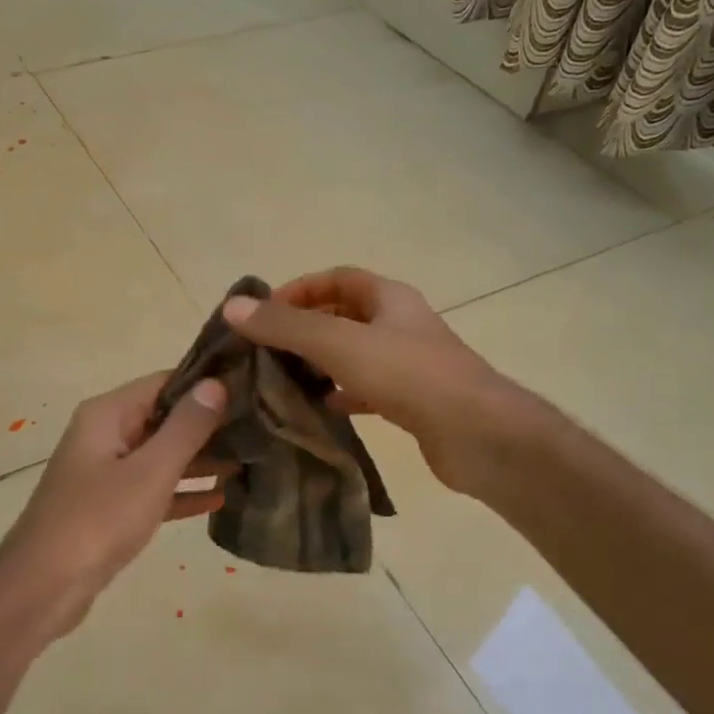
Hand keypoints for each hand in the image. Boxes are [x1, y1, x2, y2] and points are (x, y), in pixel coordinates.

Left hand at [0, 372, 228, 637]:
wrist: (43, 587)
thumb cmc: (98, 520)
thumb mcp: (150, 471)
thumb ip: (185, 427)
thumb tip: (216, 383)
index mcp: (107, 415)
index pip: (163, 382)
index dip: (205, 383)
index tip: (250, 386)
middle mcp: (105, 435)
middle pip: (163, 418)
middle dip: (208, 424)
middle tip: (259, 426)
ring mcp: (106, 472)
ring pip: (161, 456)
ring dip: (200, 459)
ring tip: (250, 460)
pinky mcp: (110, 508)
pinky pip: (153, 490)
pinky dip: (181, 492)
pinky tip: (220, 499)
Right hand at [222, 266, 528, 495]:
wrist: (480, 436)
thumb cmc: (410, 376)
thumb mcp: (340, 344)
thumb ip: (287, 326)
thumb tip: (233, 306)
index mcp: (389, 298)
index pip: (336, 278)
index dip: (298, 289)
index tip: (263, 314)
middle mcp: (399, 324)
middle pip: (342, 315)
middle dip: (303, 328)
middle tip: (265, 350)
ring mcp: (408, 364)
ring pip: (352, 355)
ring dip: (318, 363)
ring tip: (281, 380)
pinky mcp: (411, 401)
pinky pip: (364, 390)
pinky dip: (339, 395)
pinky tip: (317, 410)